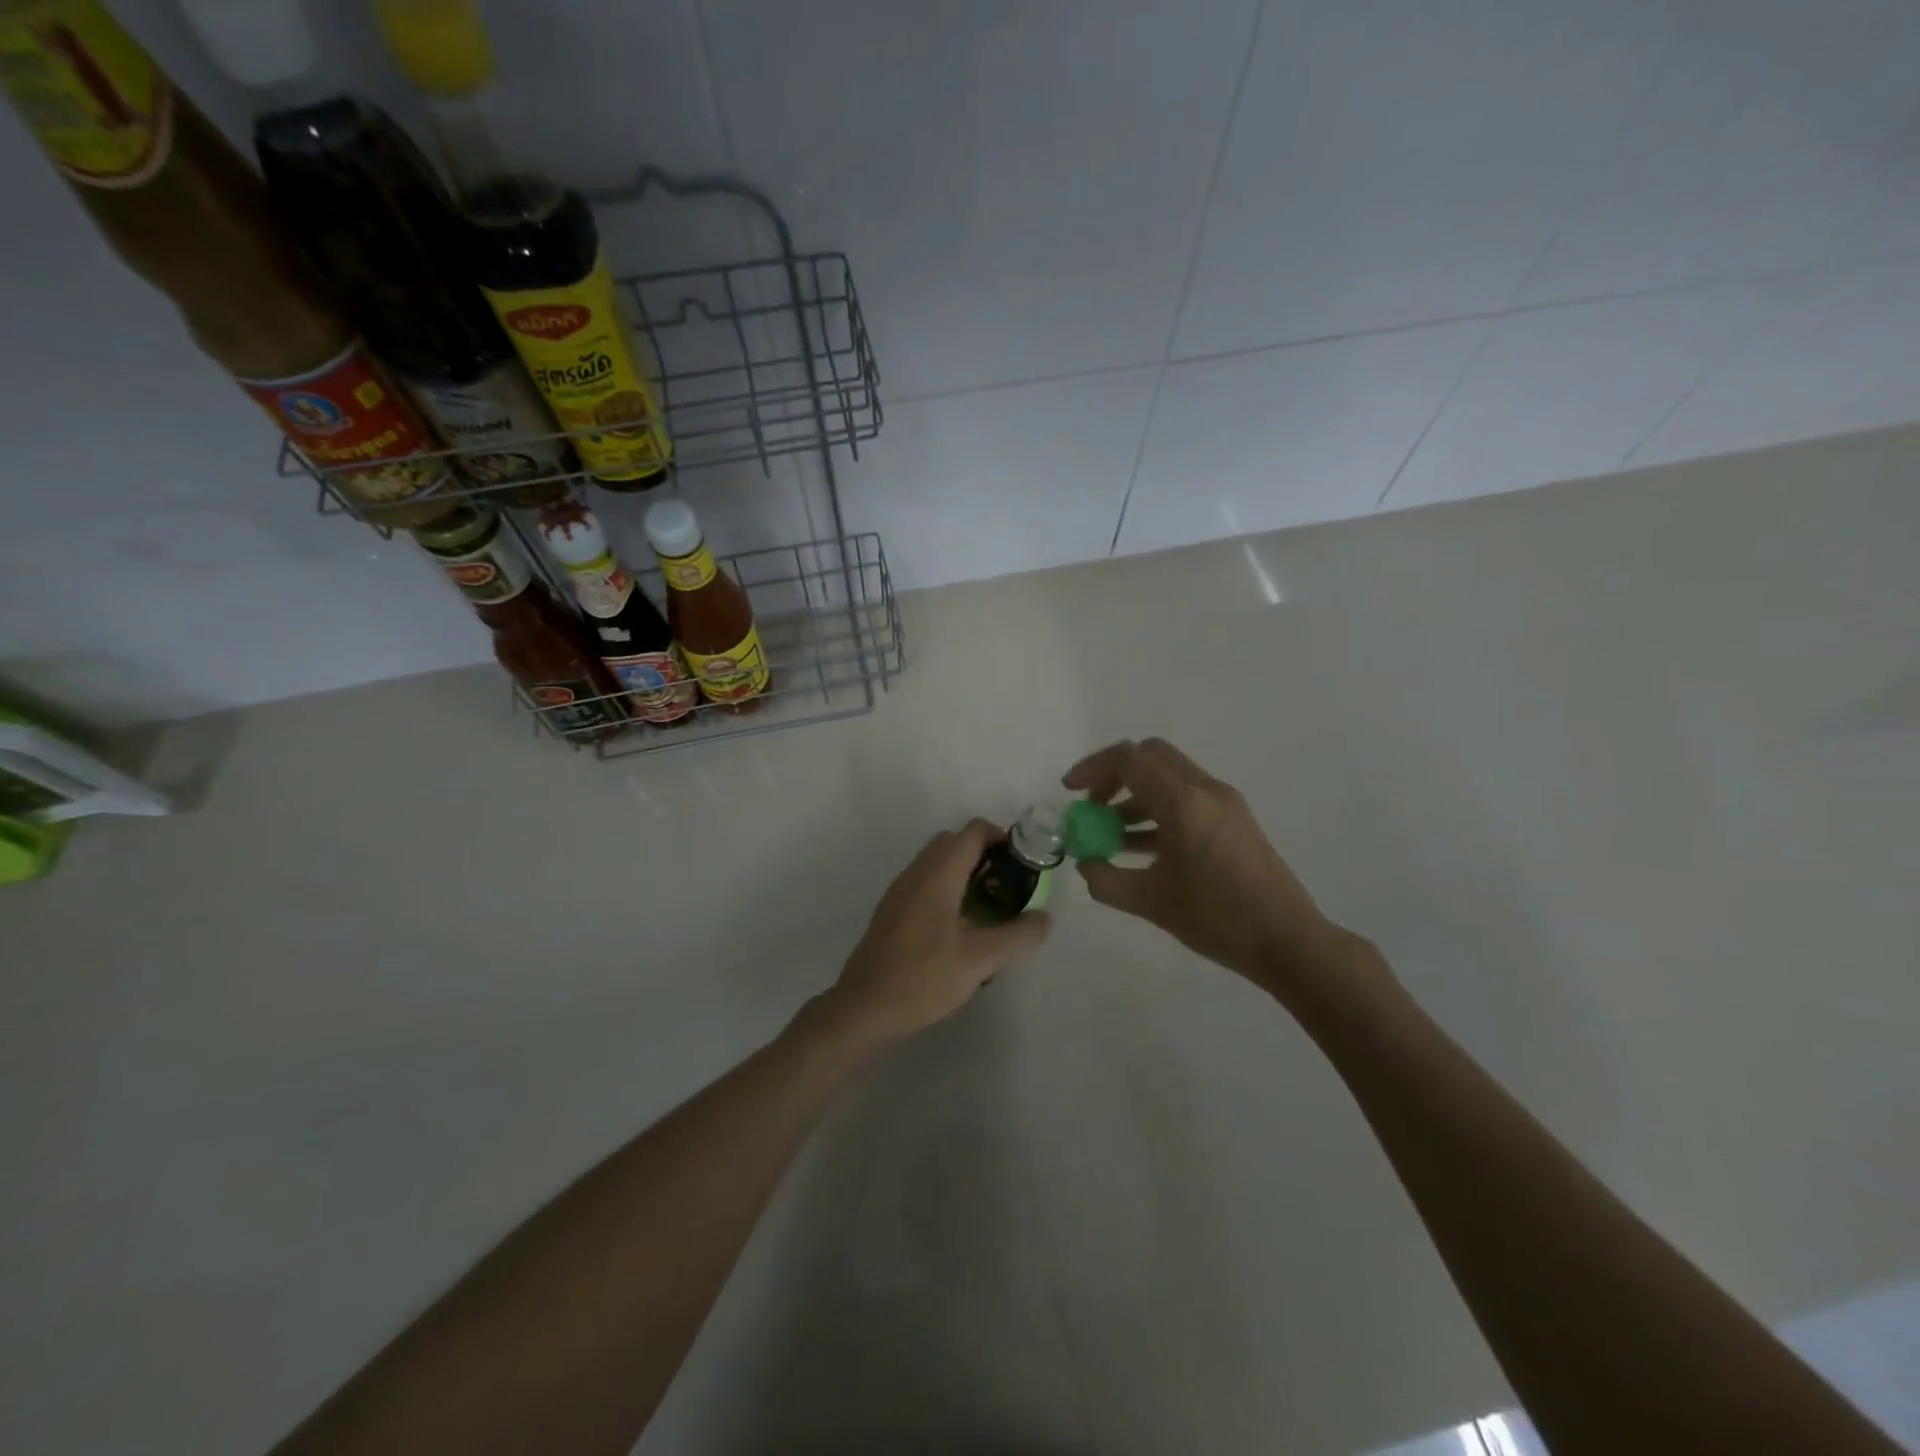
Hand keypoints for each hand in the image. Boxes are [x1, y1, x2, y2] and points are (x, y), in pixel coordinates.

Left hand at [828, 820, 1050, 1042]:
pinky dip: (945, 888)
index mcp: (939, 874)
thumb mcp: (980, 959)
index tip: (1021, 867)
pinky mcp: (890, 911)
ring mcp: (899, 891)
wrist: (865, 1007)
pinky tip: (957, 927)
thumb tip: (1044, 919)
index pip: (973, 831)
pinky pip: (923, 882)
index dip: (1002, 839)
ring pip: (936, 861)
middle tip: (1006, 886)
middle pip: (954, 841)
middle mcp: (916, 872)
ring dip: (963, 871)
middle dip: (984, 854)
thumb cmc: (924, 977)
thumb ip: (1018, 935)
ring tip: (985, 908)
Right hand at [1063, 739, 1353, 998]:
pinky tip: (1141, 847)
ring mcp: (1223, 802)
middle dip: (1114, 774)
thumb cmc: (1217, 919)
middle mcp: (1204, 790)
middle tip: (1093, 805)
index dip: (1093, 768)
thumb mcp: (1149, 903)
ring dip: (1135, 794)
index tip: (1071, 792)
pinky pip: (1186, 796)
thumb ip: (1105, 880)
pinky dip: (1158, 808)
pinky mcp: (1234, 818)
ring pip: (1168, 776)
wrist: (1287, 940)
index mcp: (1182, 803)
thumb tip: (1085, 863)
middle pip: (1150, 756)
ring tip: (1111, 835)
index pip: (1129, 759)